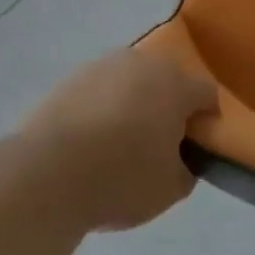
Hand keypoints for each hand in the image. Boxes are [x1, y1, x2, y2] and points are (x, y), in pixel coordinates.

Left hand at [22, 49, 215, 231]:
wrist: (46, 174)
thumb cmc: (119, 179)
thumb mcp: (169, 190)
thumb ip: (187, 170)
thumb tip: (182, 160)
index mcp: (176, 85)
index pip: (207, 94)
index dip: (208, 119)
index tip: (197, 146)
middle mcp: (144, 64)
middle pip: (169, 80)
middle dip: (170, 106)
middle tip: (159, 143)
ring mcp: (105, 66)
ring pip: (133, 81)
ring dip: (135, 102)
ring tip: (120, 141)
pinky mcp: (72, 77)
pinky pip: (101, 89)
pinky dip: (103, 107)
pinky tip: (91, 138)